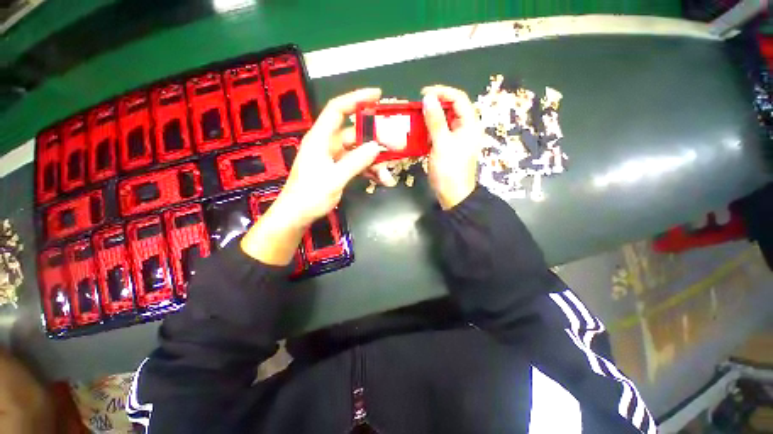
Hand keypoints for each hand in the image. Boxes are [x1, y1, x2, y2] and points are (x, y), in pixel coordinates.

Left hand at [241, 88, 384, 264]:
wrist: (297, 215)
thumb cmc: (310, 196)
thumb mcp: (334, 179)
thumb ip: (356, 162)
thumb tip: (377, 146)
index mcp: (320, 138)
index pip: (338, 109)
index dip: (357, 99)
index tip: (378, 96)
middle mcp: (327, 144)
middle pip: (355, 134)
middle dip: (376, 140)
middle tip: (396, 147)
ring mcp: (333, 158)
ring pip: (359, 152)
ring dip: (374, 162)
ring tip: (388, 176)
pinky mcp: (337, 169)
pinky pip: (357, 164)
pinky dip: (369, 170)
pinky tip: (380, 180)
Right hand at [421, 85, 481, 209]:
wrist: (452, 195)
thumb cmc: (449, 170)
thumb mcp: (442, 144)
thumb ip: (435, 120)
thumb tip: (428, 98)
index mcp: (470, 125)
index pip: (458, 98)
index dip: (442, 92)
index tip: (423, 94)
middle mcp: (465, 128)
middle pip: (452, 108)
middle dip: (435, 105)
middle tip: (417, 107)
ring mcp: (457, 138)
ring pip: (444, 120)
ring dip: (431, 117)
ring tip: (416, 118)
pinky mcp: (449, 146)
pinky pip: (440, 132)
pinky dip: (430, 130)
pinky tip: (419, 132)